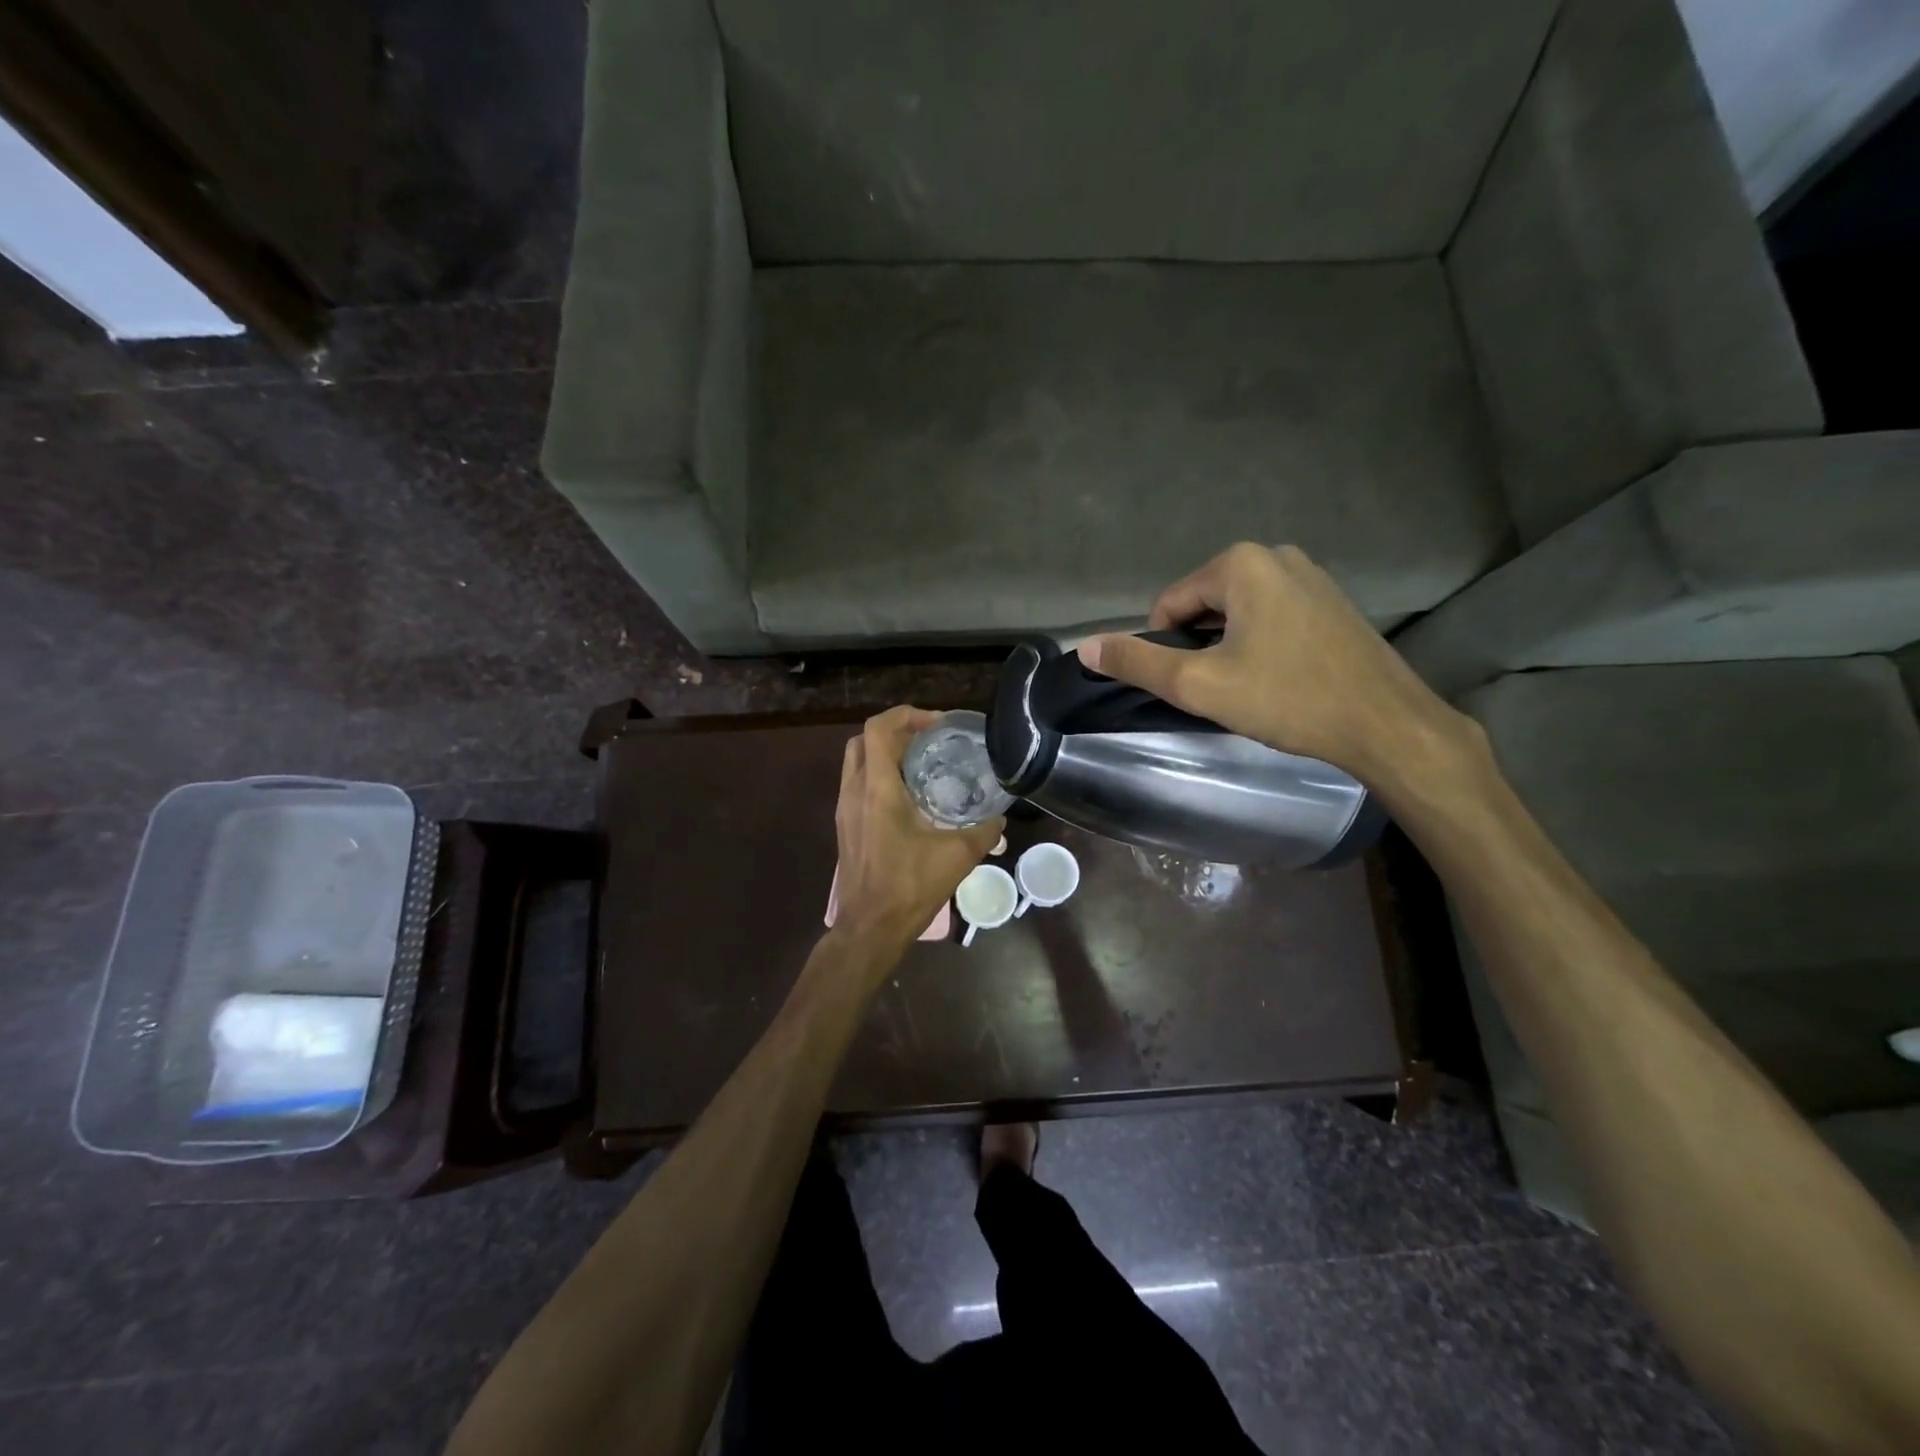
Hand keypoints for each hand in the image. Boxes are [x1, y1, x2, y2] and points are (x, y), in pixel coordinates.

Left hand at [831, 706, 1004, 961]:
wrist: (870, 927)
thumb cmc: (909, 887)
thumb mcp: (957, 857)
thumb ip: (983, 832)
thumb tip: (1000, 818)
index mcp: (877, 789)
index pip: (879, 729)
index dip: (906, 715)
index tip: (937, 724)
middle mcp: (854, 791)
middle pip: (864, 739)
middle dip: (895, 731)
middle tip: (929, 740)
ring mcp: (845, 809)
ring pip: (857, 762)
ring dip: (886, 753)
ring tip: (922, 763)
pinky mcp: (845, 826)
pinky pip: (858, 784)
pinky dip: (879, 776)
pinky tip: (909, 796)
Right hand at [1078, 543, 1475, 792]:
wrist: (1386, 725)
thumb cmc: (1288, 698)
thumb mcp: (1199, 684)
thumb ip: (1137, 663)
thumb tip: (1084, 647)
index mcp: (1240, 564)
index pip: (1169, 605)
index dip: (1166, 649)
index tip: (1191, 685)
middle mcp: (1276, 555)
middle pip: (1203, 605)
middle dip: (1200, 647)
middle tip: (1220, 690)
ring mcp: (1310, 576)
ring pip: (1237, 613)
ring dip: (1228, 648)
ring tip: (1250, 688)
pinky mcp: (1332, 601)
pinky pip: (1271, 617)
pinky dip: (1260, 645)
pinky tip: (1279, 680)